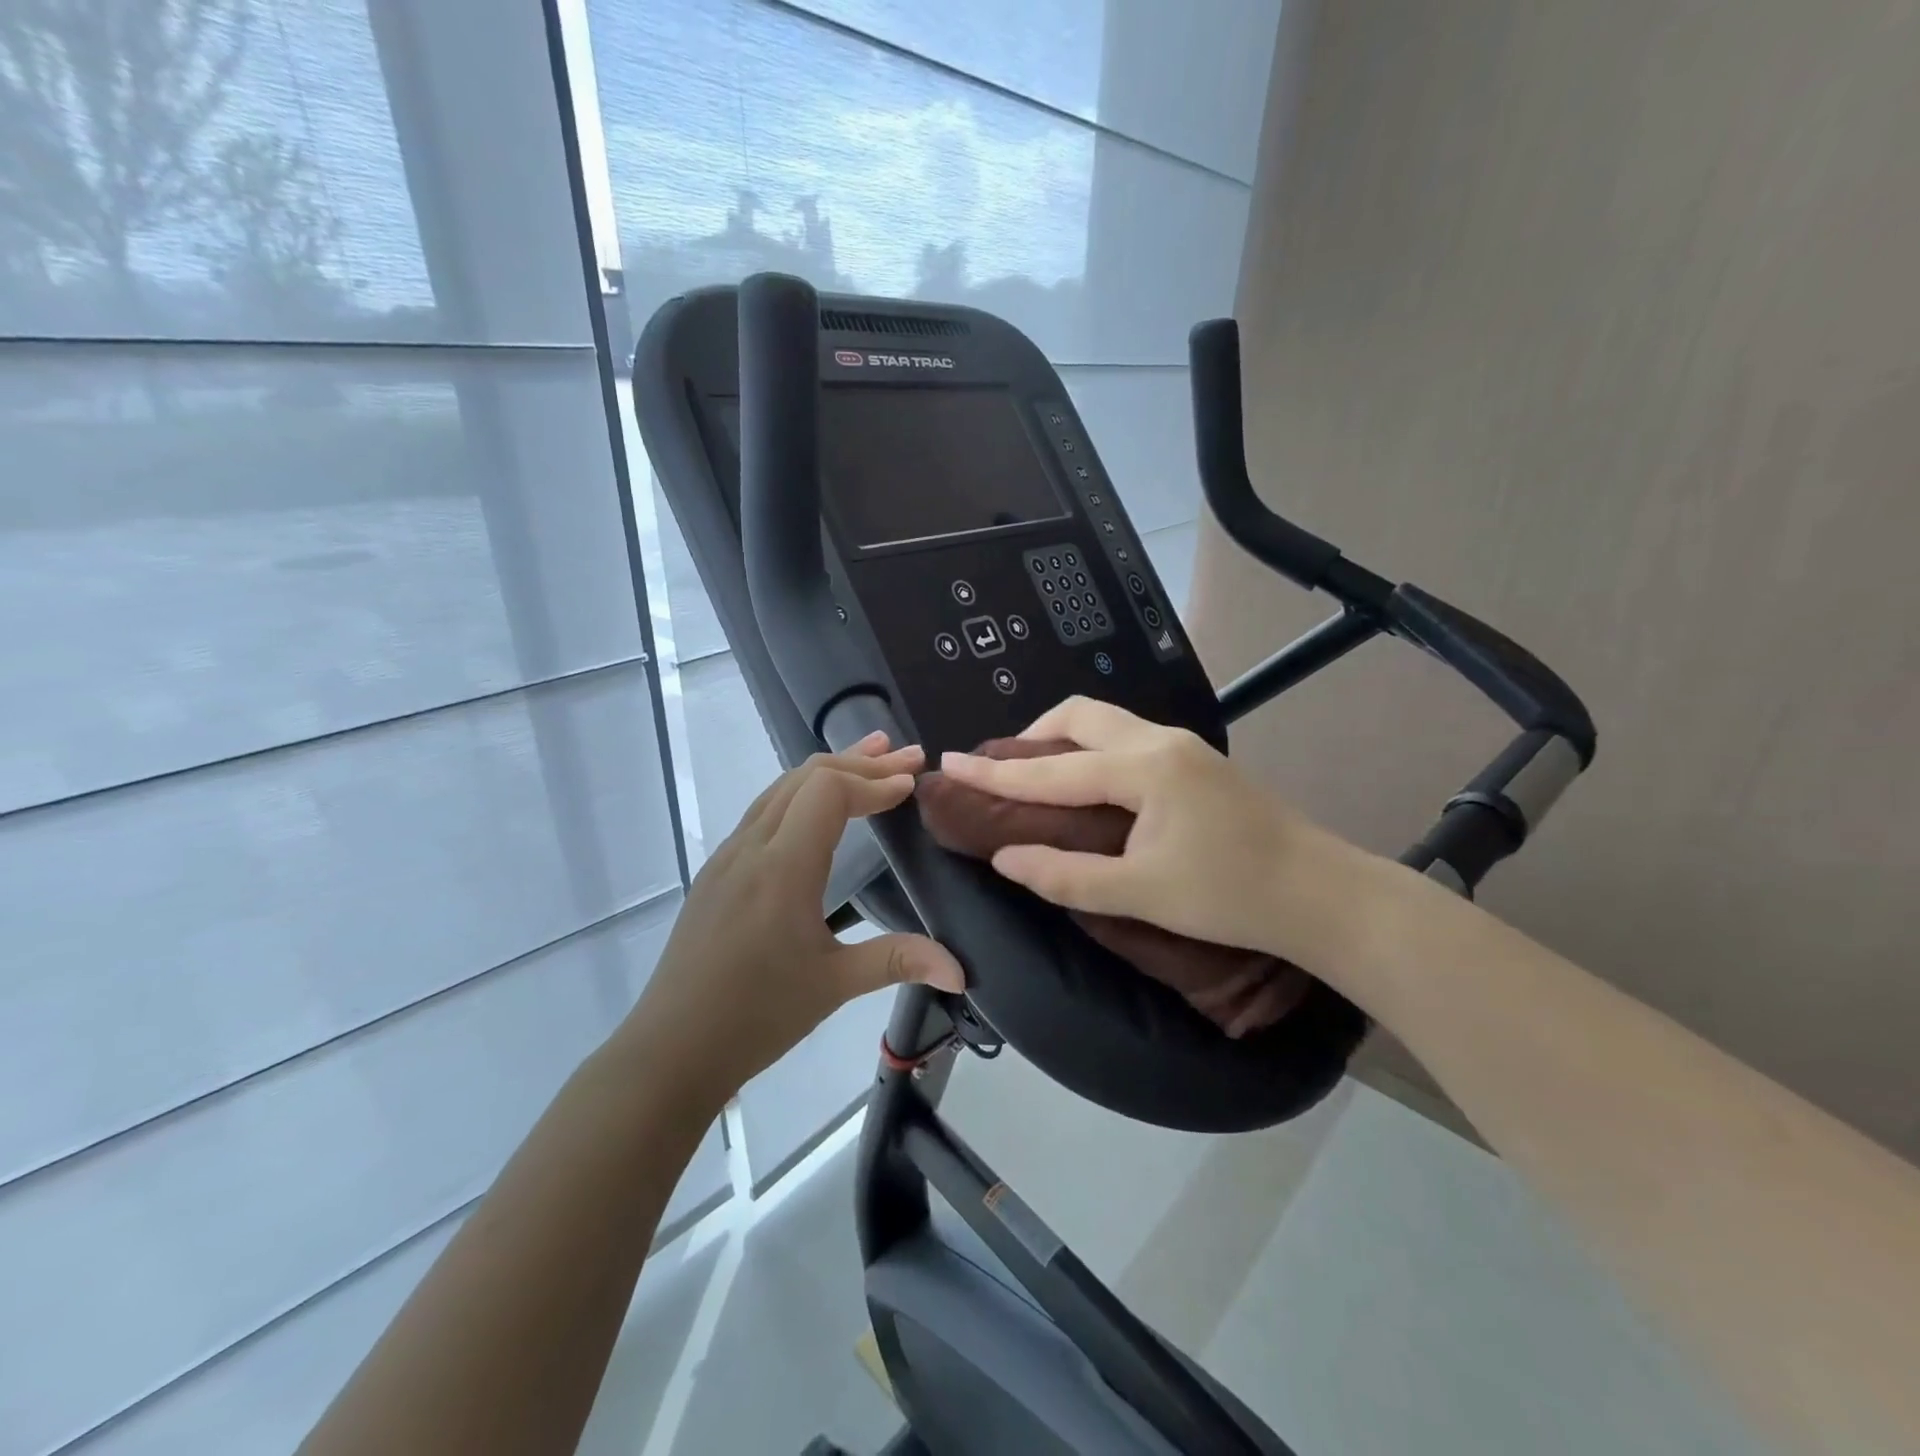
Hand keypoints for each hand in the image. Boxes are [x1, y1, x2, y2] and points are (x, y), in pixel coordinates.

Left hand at [630, 734, 963, 1104]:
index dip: (874, 781)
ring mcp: (728, 856)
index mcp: (782, 868)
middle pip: (806, 777)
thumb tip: (961, 970)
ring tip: (870, 757)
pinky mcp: (717, 871)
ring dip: (828, 769)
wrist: (671, 1049)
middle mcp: (751, 847)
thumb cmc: (756, 1016)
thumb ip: (899, 961)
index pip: (829, 792)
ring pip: (780, 788)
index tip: (912, 783)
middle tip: (908, 756)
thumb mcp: (834, 986)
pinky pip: (763, 809)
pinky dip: (801, 791)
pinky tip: (818, 807)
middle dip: (860, 762)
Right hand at [937, 698, 1370, 974]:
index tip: (950, 762)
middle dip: (1033, 736)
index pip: (1051, 770)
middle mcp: (1161, 742)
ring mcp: (1184, 747)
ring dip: (1064, 741)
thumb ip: (1066, 875)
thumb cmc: (1232, 896)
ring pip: (1107, 722)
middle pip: (1081, 715)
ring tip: (1039, 776)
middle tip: (1003, 769)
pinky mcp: (1198, 762)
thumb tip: (1006, 858)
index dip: (996, 772)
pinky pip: (1128, 738)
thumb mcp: (1142, 894)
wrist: (1324, 895)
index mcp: (1143, 769)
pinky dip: (1093, 751)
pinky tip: (1090, 786)